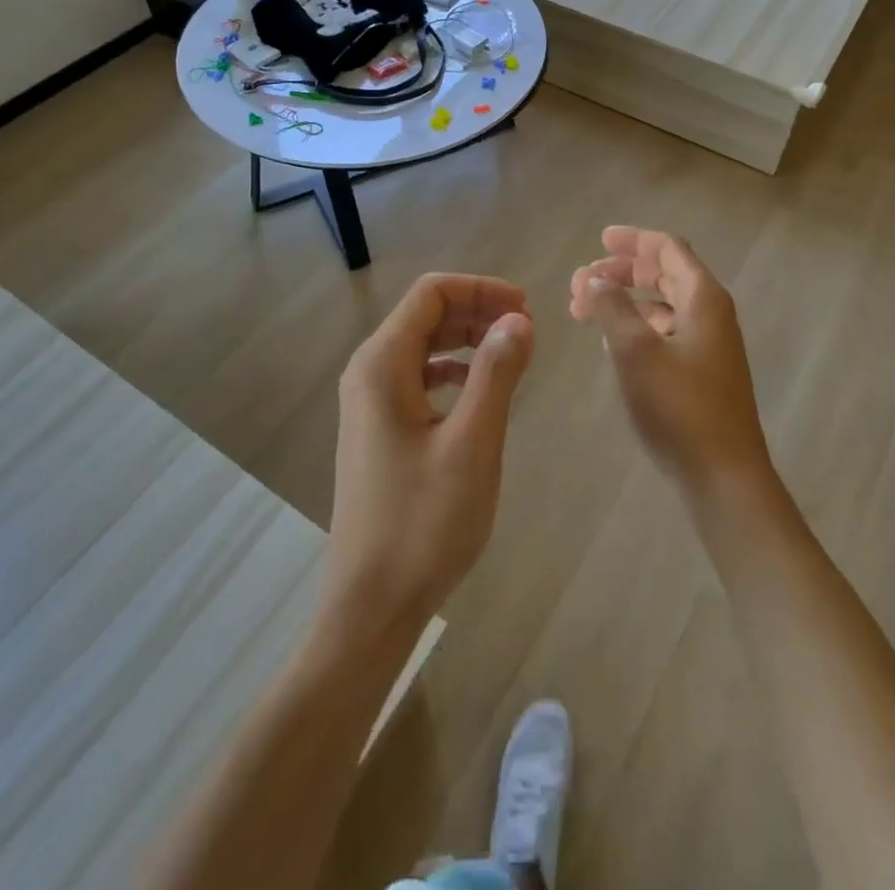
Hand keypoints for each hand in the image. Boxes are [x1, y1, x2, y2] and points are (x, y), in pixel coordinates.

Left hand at [325, 273, 533, 633]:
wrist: (371, 605)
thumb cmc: (423, 523)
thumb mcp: (472, 444)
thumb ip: (496, 374)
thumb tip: (518, 319)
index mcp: (382, 365)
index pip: (431, 294)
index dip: (480, 289)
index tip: (526, 308)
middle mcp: (368, 373)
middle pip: (425, 316)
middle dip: (476, 310)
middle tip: (526, 329)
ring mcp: (369, 403)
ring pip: (422, 346)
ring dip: (466, 339)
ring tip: (511, 353)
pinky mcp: (378, 430)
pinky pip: (417, 378)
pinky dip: (452, 370)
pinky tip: (478, 390)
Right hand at [570, 227, 774, 499]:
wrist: (722, 475)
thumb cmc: (678, 406)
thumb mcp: (635, 350)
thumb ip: (612, 307)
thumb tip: (594, 278)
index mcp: (702, 298)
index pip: (668, 249)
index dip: (634, 240)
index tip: (600, 239)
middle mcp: (711, 314)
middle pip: (666, 273)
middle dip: (624, 271)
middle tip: (583, 279)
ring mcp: (709, 345)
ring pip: (664, 305)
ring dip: (627, 300)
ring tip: (588, 310)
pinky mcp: (702, 373)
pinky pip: (667, 332)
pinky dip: (639, 326)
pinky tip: (614, 343)